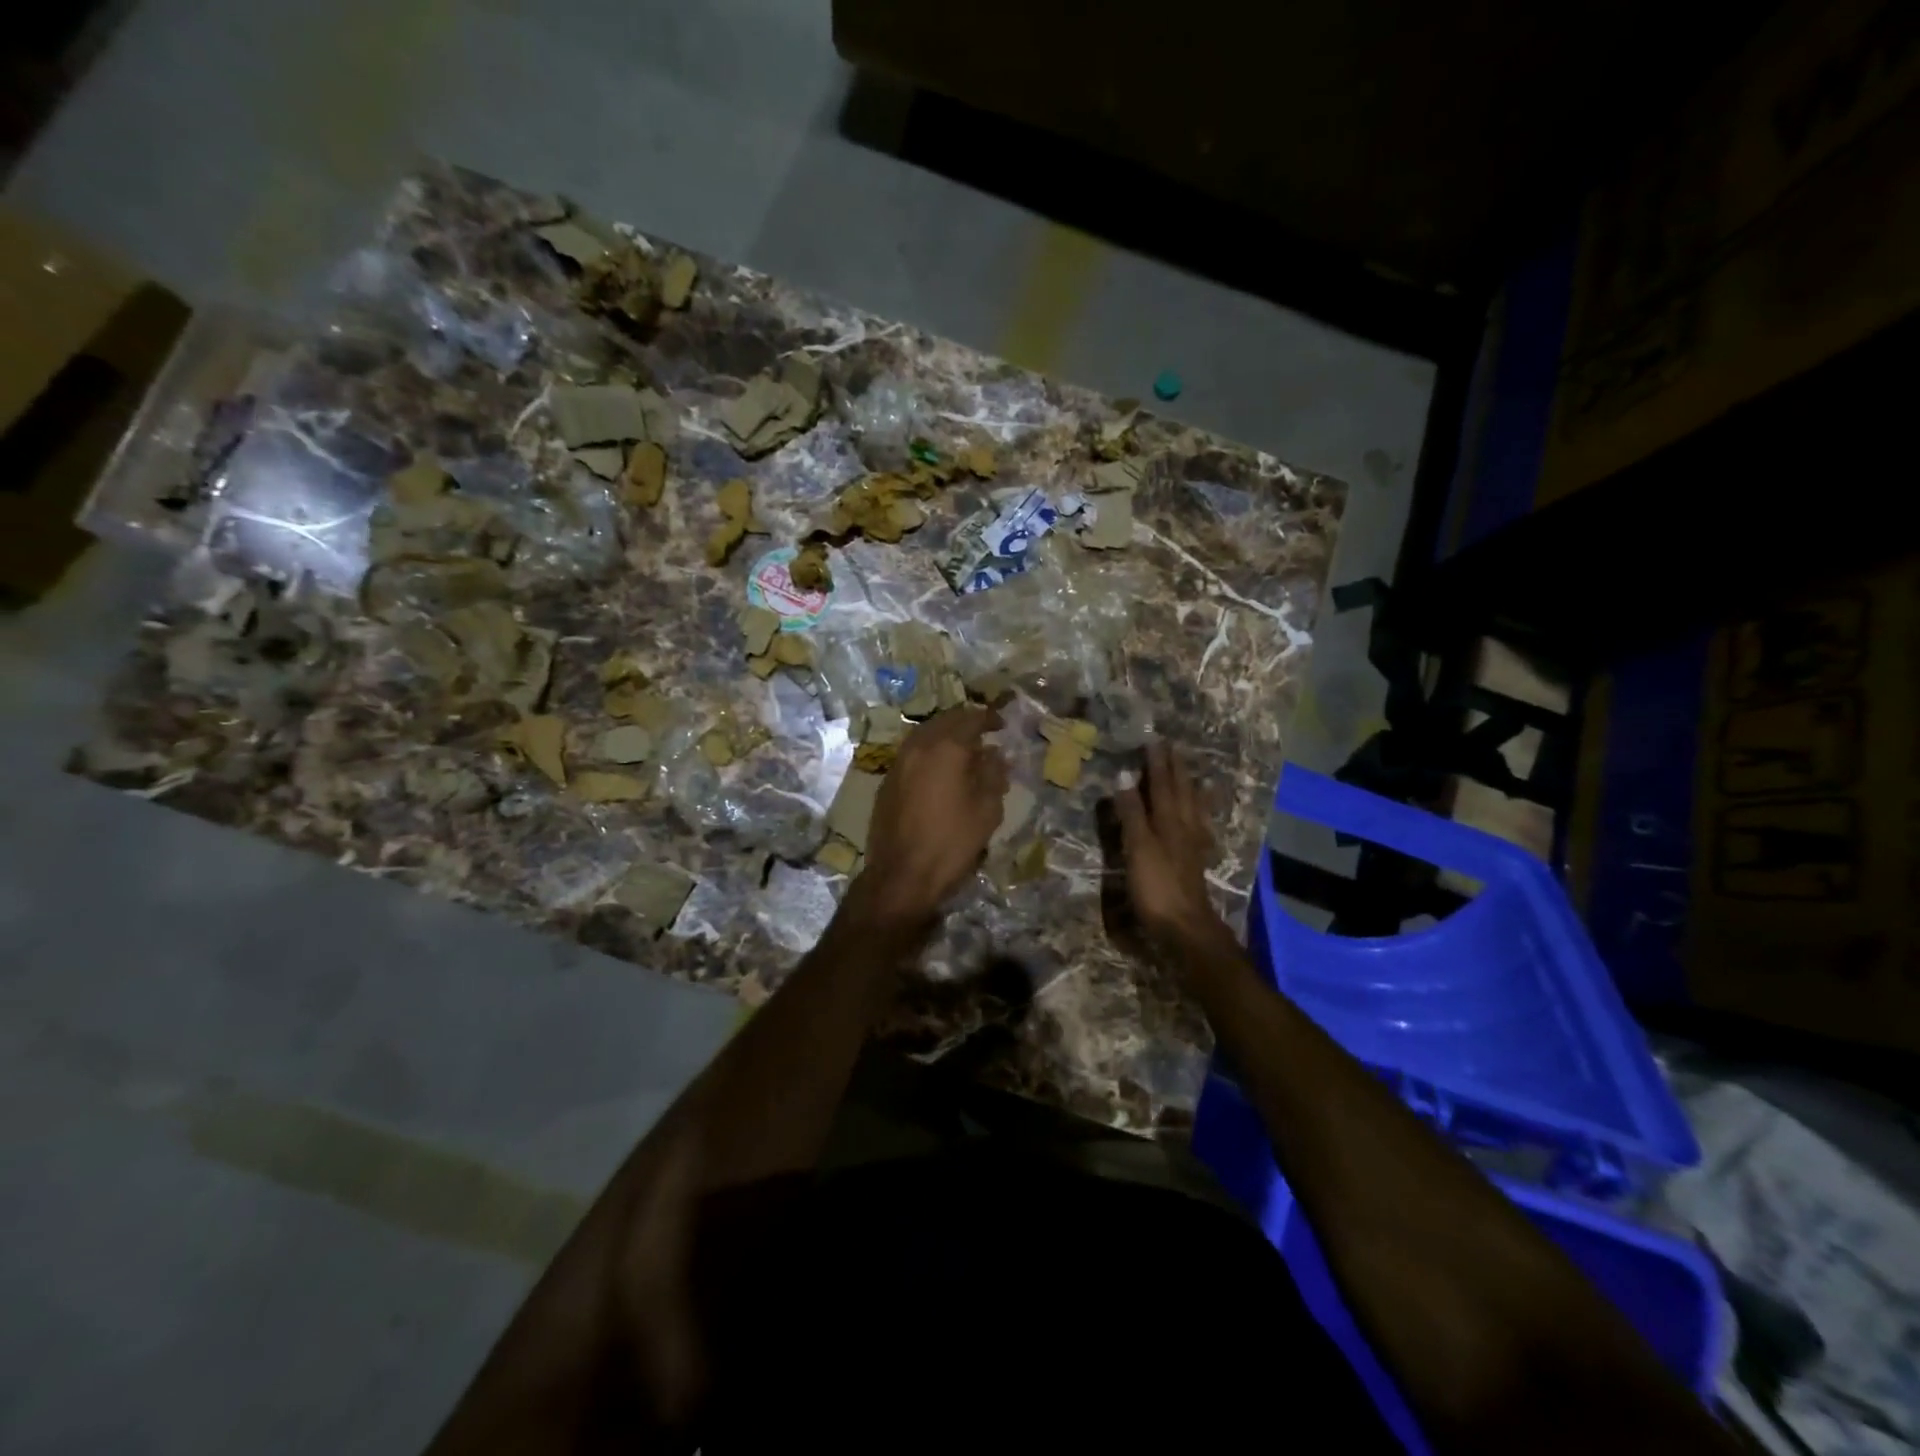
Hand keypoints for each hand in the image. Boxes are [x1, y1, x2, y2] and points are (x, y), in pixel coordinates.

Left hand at [857, 705, 1008, 925]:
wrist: (901, 875)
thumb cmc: (951, 842)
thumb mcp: (986, 810)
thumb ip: (993, 775)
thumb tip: (995, 755)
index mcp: (945, 748)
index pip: (970, 719)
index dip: (989, 718)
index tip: (1002, 724)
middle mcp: (918, 747)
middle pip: (944, 721)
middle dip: (965, 722)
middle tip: (983, 732)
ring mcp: (898, 763)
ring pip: (924, 735)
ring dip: (944, 735)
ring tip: (963, 750)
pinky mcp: (887, 782)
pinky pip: (912, 753)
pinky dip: (929, 751)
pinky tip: (939, 769)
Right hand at [1113, 740, 1224, 949]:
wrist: (1185, 926)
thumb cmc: (1156, 885)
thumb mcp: (1138, 846)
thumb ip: (1132, 812)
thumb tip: (1123, 777)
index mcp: (1168, 820)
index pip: (1161, 784)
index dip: (1156, 763)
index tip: (1154, 741)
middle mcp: (1184, 827)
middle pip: (1181, 792)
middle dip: (1176, 770)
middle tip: (1175, 749)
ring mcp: (1192, 845)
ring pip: (1193, 808)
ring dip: (1190, 788)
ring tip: (1194, 774)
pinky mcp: (1193, 861)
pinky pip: (1198, 826)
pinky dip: (1198, 814)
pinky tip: (1199, 817)